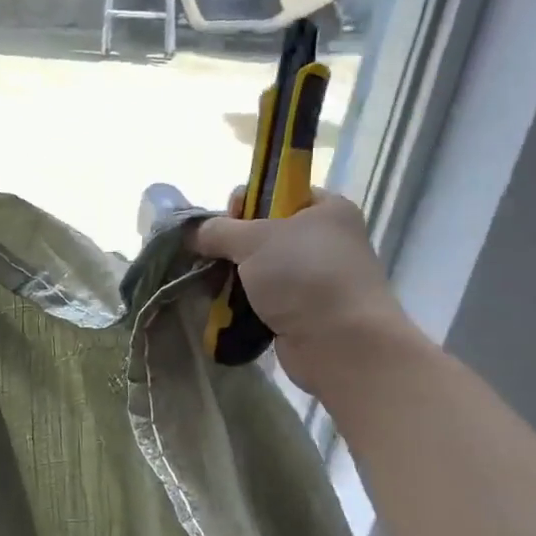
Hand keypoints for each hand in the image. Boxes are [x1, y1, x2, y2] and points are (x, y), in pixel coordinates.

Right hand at [192, 189, 420, 393]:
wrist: (342, 344)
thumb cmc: (304, 275)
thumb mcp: (254, 240)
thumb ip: (218, 230)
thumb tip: (193, 233)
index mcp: (326, 209)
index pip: (279, 191)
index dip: (248, 201)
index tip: (229, 220)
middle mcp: (326, 240)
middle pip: (265, 232)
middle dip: (234, 245)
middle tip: (218, 257)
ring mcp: (316, 279)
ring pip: (261, 269)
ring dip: (235, 277)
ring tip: (214, 287)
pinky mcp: (305, 312)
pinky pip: (265, 300)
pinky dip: (245, 304)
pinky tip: (226, 309)